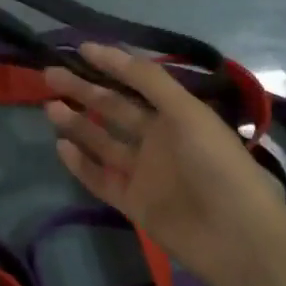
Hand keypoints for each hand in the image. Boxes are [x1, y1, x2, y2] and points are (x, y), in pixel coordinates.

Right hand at [44, 44, 285, 285]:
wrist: (236, 235)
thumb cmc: (215, 163)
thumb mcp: (186, 111)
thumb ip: (147, 80)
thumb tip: (104, 49)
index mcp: (176, 114)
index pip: (136, 82)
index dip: (110, 64)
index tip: (79, 49)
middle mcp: (158, 139)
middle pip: (113, 109)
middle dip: (83, 90)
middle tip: (50, 74)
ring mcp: (144, 171)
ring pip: (102, 141)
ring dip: (77, 123)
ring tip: (49, 106)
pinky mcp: (133, 202)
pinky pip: (100, 178)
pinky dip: (80, 164)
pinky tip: (60, 146)